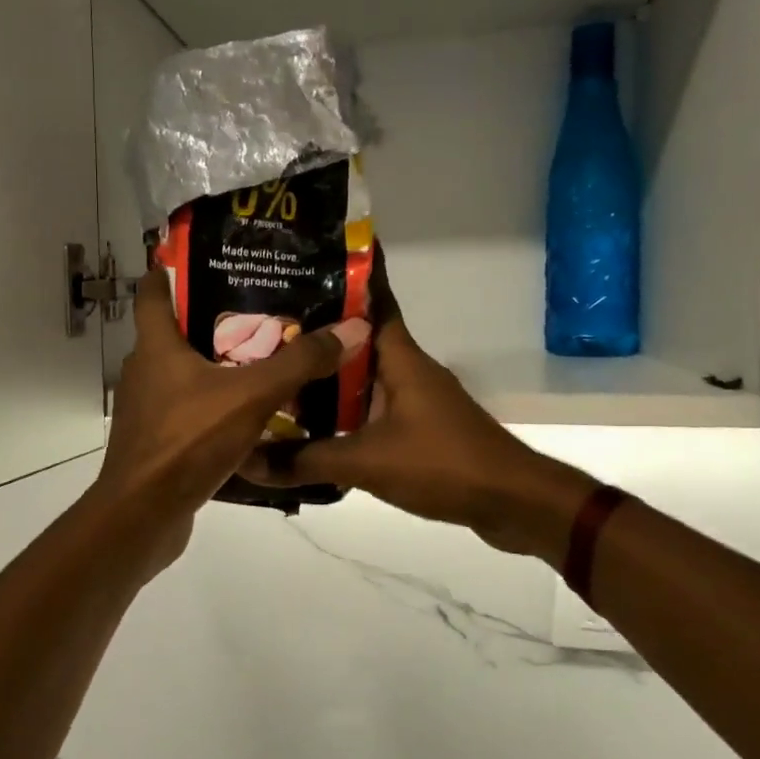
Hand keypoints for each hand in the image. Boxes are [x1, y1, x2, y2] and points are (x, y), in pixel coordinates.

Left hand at [90, 265, 371, 568]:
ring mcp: (150, 410)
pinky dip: (219, 406)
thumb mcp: (250, 396)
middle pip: (178, 331)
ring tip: (269, 358)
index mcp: (156, 347)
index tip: (209, 257)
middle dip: (218, 318)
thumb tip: (351, 328)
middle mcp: (146, 372)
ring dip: (222, 366)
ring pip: (188, 374)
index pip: (153, 291)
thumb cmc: (187, 442)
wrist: (143, 517)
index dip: (173, 269)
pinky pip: (193, 411)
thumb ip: (298, 363)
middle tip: (266, 308)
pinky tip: (255, 414)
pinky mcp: (159, 442)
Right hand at [243, 274, 593, 558]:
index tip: (305, 257)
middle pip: (355, 338)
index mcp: (400, 356)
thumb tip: (248, 461)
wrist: (511, 500)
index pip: (373, 298)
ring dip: (326, 373)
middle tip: (262, 324)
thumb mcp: (367, 462)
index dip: (345, 274)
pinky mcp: (417, 427)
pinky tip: (310, 422)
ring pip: (361, 374)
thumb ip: (305, 460)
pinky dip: (342, 408)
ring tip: (276, 371)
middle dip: (315, 330)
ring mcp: (414, 397)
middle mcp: (407, 367)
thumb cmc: (443, 463)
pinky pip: (370, 406)